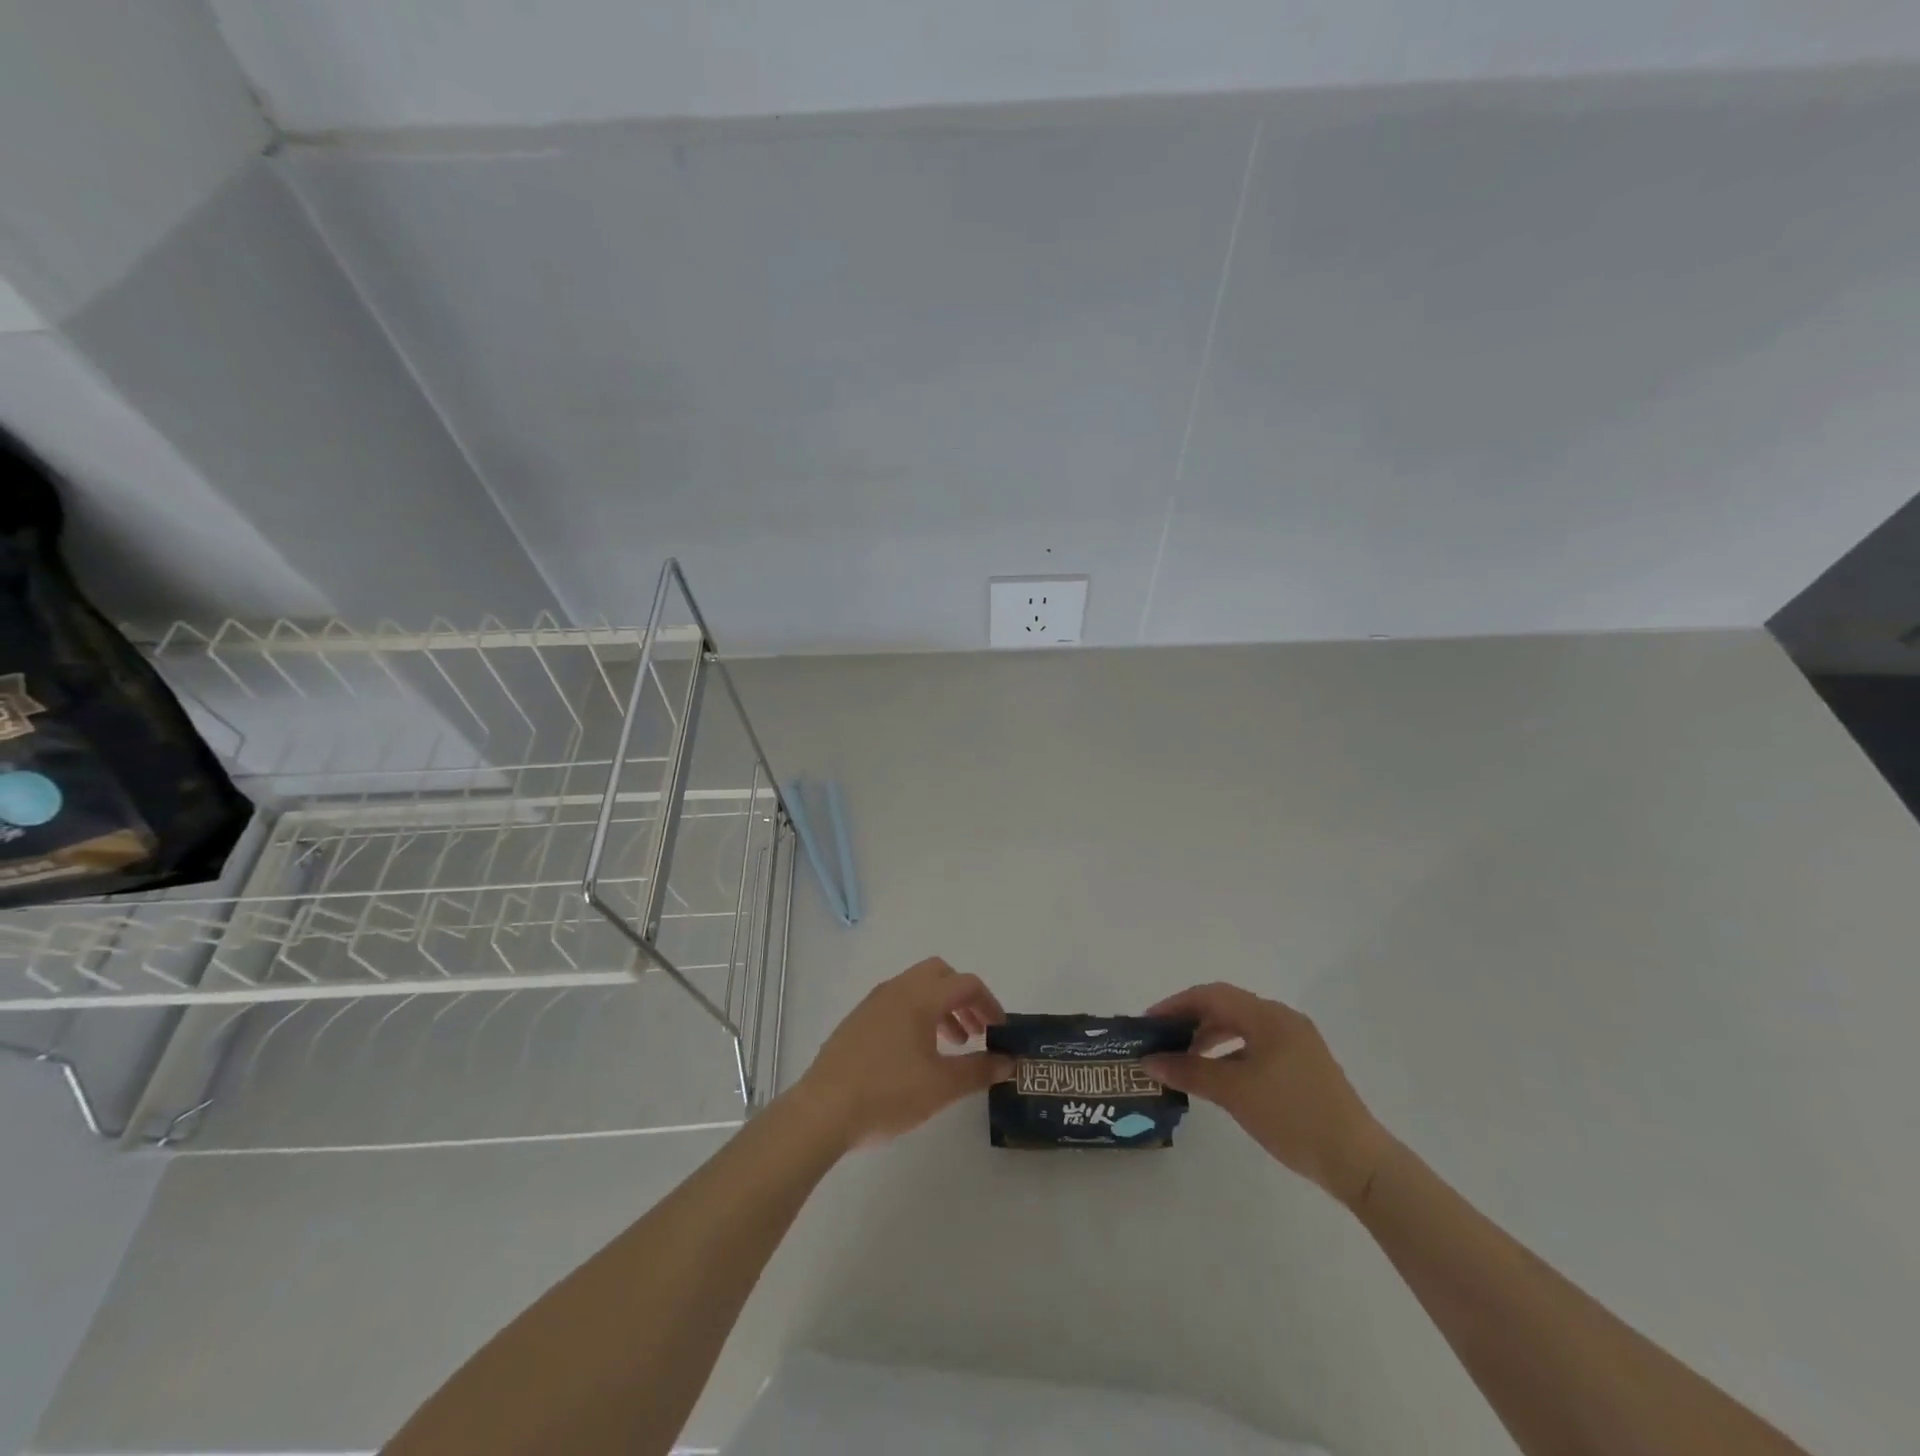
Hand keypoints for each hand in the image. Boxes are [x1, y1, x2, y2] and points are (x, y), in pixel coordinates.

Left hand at [791, 958, 1011, 1149]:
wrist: (823, 1110)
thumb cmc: (888, 1093)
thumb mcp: (942, 1086)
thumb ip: (979, 1070)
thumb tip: (1009, 1061)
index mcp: (920, 996)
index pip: (966, 984)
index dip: (990, 1004)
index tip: (1000, 1031)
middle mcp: (897, 989)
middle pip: (940, 974)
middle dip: (963, 998)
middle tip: (976, 1031)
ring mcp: (873, 1003)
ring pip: (917, 988)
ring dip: (941, 1008)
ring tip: (951, 1046)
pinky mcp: (857, 1021)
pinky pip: (897, 1003)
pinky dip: (917, 1016)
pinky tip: (916, 1055)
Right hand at [1142, 983, 1389, 1204]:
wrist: (1357, 1161)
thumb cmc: (1292, 1116)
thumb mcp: (1234, 1092)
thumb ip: (1189, 1071)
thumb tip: (1149, 1061)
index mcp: (1268, 1016)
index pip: (1212, 995)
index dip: (1176, 1005)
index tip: (1148, 1023)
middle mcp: (1283, 1020)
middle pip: (1226, 1008)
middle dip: (1191, 1021)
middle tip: (1162, 1042)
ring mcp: (1296, 1043)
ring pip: (1242, 1028)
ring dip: (1210, 1039)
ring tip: (1184, 1060)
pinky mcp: (1303, 1066)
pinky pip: (1256, 1047)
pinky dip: (1231, 1055)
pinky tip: (1218, 1077)